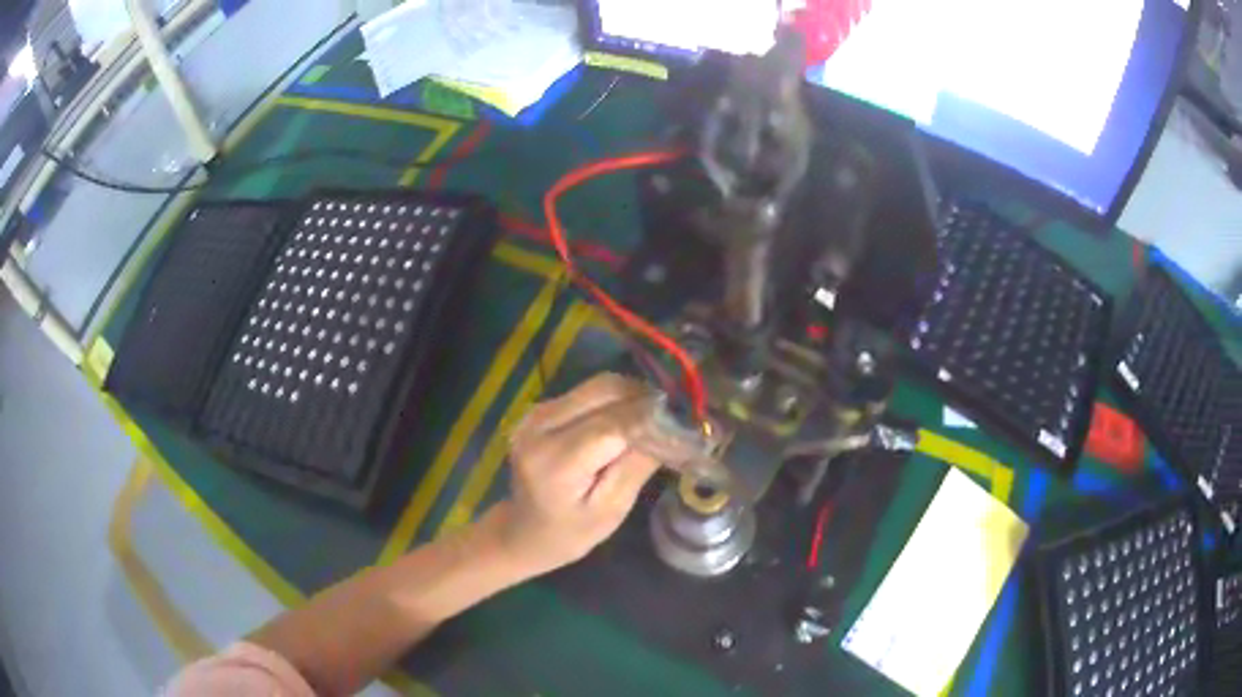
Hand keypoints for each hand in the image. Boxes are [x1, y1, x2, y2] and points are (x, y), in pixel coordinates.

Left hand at [495, 373, 661, 575]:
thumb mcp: (611, 509)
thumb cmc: (570, 532)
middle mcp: (539, 427)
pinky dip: (614, 400)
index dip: (653, 419)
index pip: (613, 425)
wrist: (523, 530)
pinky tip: (629, 421)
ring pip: (597, 386)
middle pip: (604, 391)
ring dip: (631, 396)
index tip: (684, 423)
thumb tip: (672, 429)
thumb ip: (638, 465)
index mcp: (554, 461)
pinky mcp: (541, 408)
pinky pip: (587, 392)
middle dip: (644, 398)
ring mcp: (536, 413)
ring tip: (655, 420)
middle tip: (673, 418)